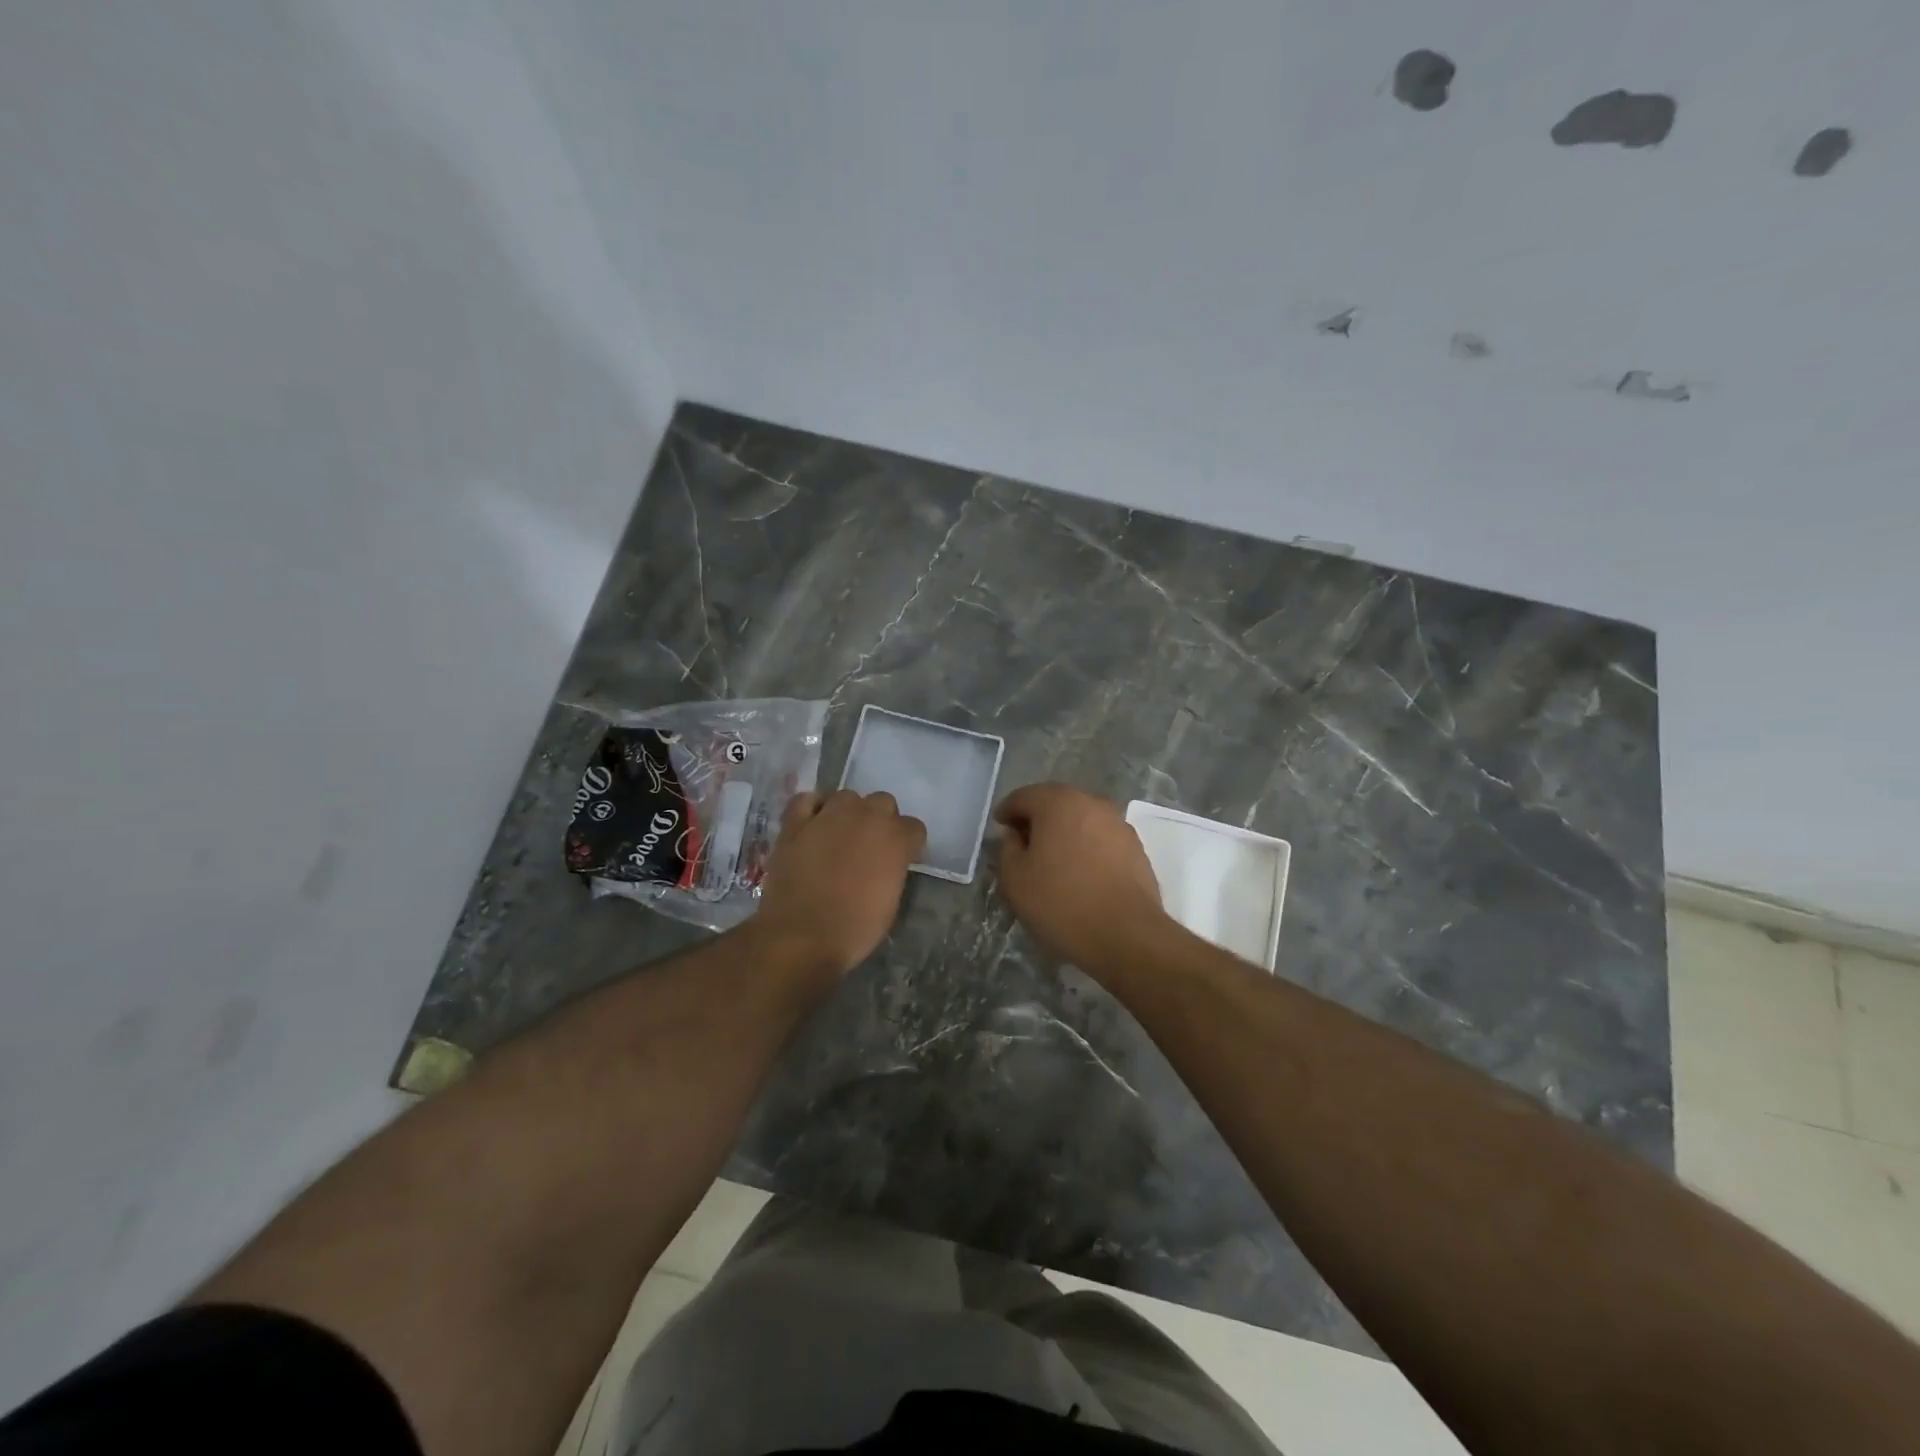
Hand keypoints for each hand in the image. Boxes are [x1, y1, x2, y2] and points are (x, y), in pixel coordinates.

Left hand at [753, 789, 926, 978]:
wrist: (801, 936)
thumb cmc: (854, 928)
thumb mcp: (891, 901)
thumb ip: (893, 869)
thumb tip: (887, 863)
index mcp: (895, 839)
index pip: (914, 827)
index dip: (908, 844)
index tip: (900, 860)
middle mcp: (866, 817)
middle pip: (883, 802)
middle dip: (880, 821)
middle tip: (869, 847)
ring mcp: (829, 815)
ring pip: (847, 797)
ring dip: (848, 813)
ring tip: (839, 836)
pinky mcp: (796, 822)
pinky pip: (807, 799)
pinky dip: (812, 808)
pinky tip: (812, 823)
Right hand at [994, 783, 1167, 971]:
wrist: (1126, 934)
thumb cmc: (1061, 902)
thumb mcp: (1015, 879)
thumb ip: (1008, 848)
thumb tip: (1017, 835)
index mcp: (1058, 803)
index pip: (1024, 797)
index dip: (1007, 810)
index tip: (999, 826)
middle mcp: (1091, 803)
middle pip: (1056, 802)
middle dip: (1037, 818)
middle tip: (1023, 841)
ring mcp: (1118, 824)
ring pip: (1082, 819)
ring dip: (1065, 831)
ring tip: (1053, 858)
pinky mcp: (1136, 847)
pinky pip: (1101, 838)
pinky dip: (1087, 846)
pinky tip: (1081, 871)